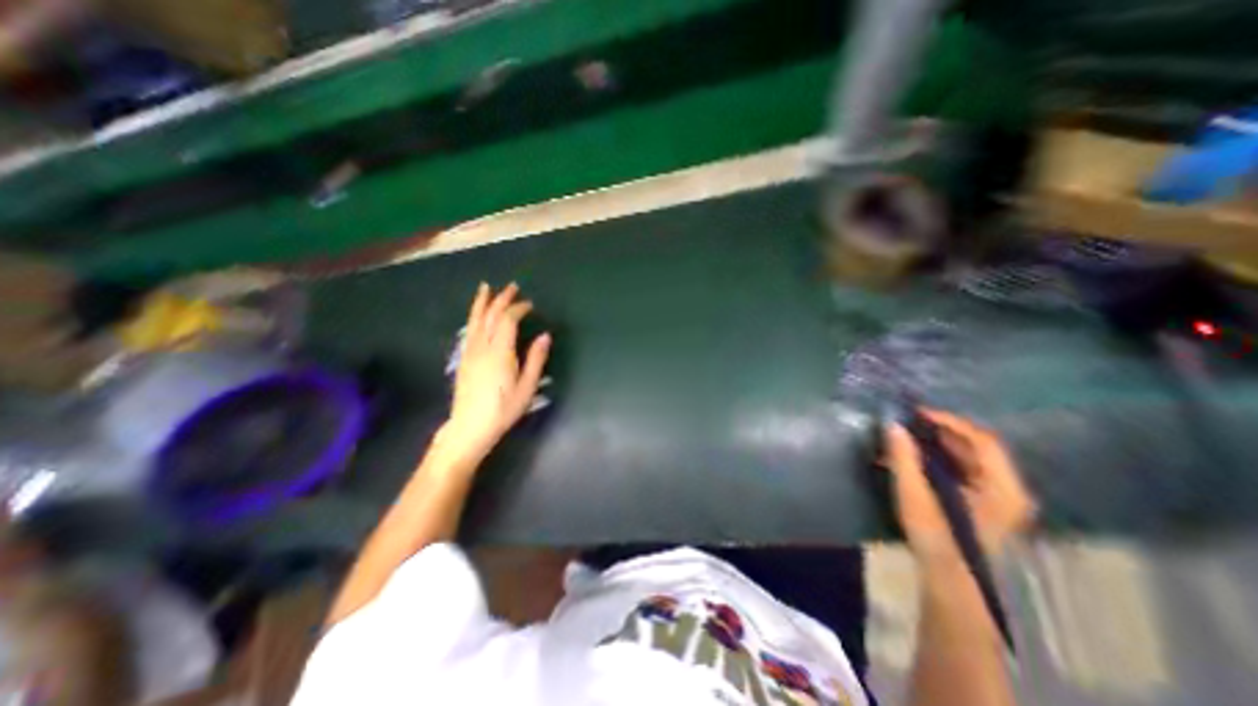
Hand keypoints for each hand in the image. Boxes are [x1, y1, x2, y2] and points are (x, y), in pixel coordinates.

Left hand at [437, 285, 551, 466]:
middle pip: (490, 315)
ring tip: (486, 288)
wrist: (469, 427)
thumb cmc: (503, 409)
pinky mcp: (464, 358)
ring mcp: (470, 351)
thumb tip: (545, 336)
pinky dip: (473, 316)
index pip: (508, 320)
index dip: (518, 309)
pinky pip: (469, 330)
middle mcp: (482, 346)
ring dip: (483, 302)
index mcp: (500, 352)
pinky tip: (476, 314)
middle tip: (513, 287)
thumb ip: (536, 359)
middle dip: (502, 299)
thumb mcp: (527, 387)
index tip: (530, 305)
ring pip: (475, 320)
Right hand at [883, 410, 1031, 567]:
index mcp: (1003, 487)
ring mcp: (997, 498)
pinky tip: (914, 456)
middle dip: (941, 431)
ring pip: (969, 458)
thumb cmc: (935, 536)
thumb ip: (903, 458)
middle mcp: (1008, 489)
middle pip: (977, 447)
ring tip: (907, 435)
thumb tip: (892, 424)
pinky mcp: (982, 504)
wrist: (948, 581)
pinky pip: (963, 469)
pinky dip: (939, 458)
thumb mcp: (915, 495)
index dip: (949, 422)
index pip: (982, 440)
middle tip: (909, 421)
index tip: (917, 412)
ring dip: (938, 443)